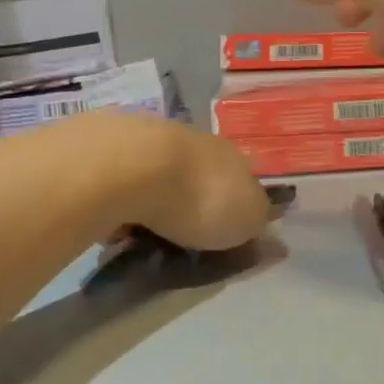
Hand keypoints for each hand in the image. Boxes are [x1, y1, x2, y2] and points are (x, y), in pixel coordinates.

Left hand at [91, 113, 273, 250]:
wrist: (131, 165)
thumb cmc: (199, 197)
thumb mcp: (245, 220)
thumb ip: (258, 225)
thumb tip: (274, 238)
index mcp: (230, 156)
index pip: (240, 181)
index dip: (233, 208)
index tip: (223, 237)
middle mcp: (193, 142)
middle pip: (197, 176)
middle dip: (189, 204)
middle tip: (178, 242)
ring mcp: (150, 141)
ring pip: (157, 176)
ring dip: (151, 202)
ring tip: (138, 238)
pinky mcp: (109, 147)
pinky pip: (121, 182)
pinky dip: (120, 200)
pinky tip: (111, 223)